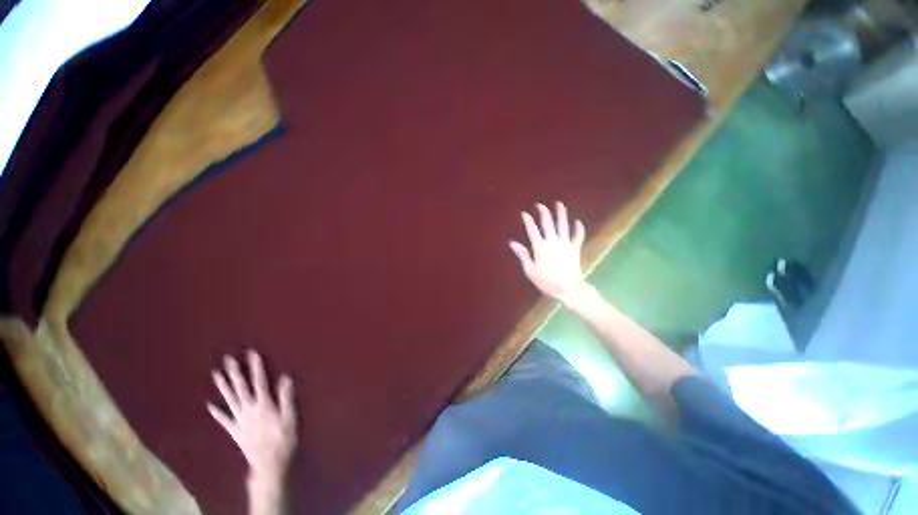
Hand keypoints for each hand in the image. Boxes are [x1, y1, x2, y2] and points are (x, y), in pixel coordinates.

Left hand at [208, 350, 296, 481]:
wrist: (269, 463)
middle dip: (235, 372)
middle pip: (241, 388)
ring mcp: (240, 420)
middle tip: (228, 359)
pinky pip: (224, 420)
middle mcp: (249, 409)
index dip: (256, 367)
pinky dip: (216, 412)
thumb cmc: (283, 438)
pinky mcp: (235, 431)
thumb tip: (284, 377)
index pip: (259, 381)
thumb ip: (285, 397)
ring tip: (216, 374)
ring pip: (230, 400)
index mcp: (264, 404)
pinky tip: (209, 405)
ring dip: (223, 386)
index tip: (252, 353)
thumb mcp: (289, 417)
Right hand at [509, 202, 591, 305]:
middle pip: (548, 224)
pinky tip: (578, 221)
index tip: (524, 213)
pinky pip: (578, 236)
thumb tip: (513, 243)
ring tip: (559, 204)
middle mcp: (553, 242)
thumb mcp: (530, 270)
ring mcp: (565, 244)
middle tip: (540, 205)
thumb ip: (523, 255)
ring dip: (561, 214)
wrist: (568, 288)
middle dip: (544, 213)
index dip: (528, 220)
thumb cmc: (547, 281)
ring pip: (563, 225)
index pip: (532, 230)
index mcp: (540, 247)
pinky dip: (578, 228)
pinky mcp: (575, 248)